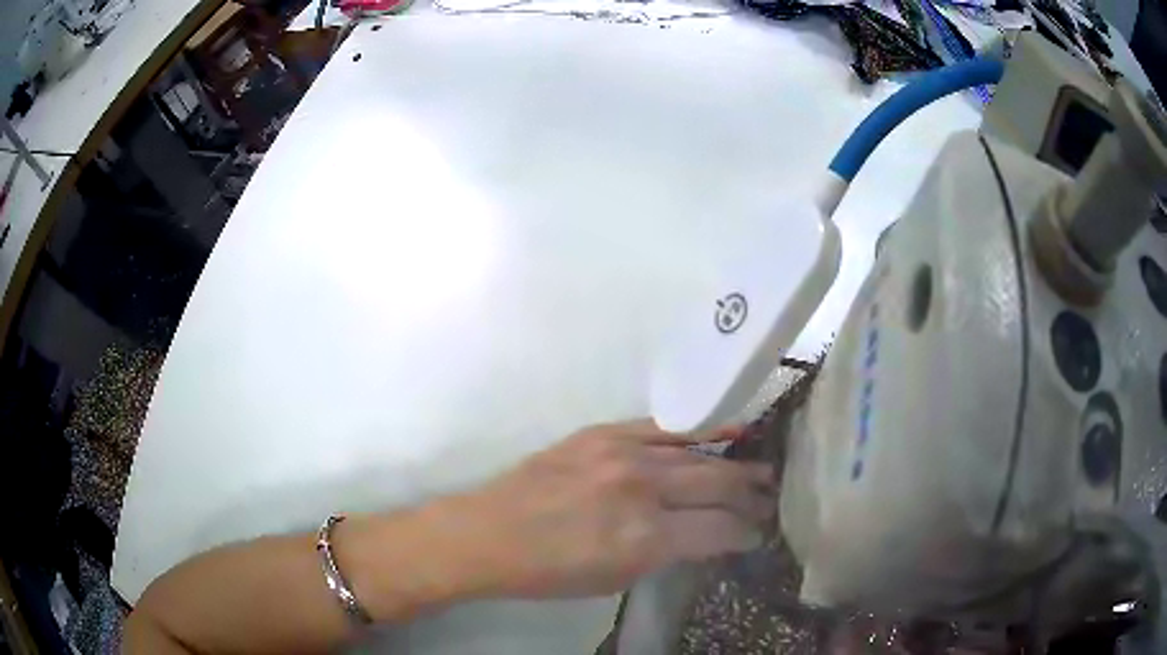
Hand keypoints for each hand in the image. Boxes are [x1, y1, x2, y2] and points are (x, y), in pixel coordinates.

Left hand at [454, 419, 775, 597]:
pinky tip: (728, 432)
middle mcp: (643, 490)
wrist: (489, 533)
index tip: (757, 534)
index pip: (719, 530)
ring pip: (698, 454)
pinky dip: (701, 431)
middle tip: (769, 499)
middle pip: (717, 485)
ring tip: (759, 470)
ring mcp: (622, 453)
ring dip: (734, 464)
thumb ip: (665, 554)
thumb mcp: (616, 579)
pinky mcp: (603, 433)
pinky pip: (665, 428)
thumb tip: (703, 537)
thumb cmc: (549, 573)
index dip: (745, 534)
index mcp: (646, 538)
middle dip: (751, 495)